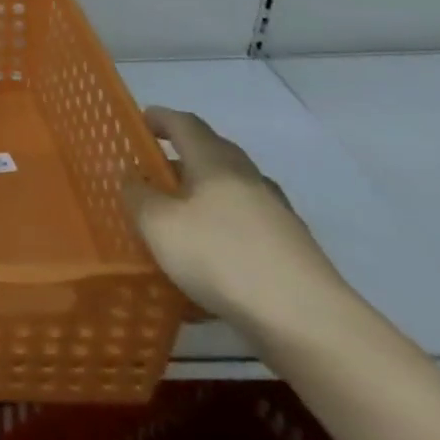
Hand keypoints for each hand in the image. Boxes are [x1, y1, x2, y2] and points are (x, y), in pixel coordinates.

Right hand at [122, 107, 351, 344]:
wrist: (307, 321)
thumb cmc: (220, 256)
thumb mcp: (157, 223)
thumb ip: (137, 194)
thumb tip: (132, 176)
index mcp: (216, 163)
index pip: (186, 124)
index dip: (160, 118)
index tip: (140, 119)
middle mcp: (249, 179)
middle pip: (213, 154)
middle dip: (181, 156)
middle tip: (152, 169)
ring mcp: (276, 215)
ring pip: (231, 191)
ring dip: (202, 194)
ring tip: (176, 215)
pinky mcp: (291, 251)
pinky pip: (245, 226)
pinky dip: (221, 228)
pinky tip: (206, 257)